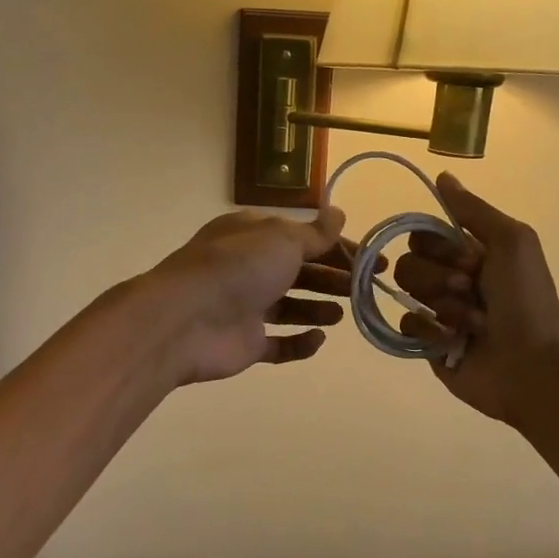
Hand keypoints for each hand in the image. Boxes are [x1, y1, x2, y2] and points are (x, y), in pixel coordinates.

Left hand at [149, 205, 354, 384]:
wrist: (185, 320)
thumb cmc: (238, 268)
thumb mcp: (282, 239)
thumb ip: (315, 233)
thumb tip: (339, 212)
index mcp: (254, 235)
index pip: (304, 237)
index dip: (339, 247)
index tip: (373, 260)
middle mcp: (248, 267)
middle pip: (299, 270)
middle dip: (333, 277)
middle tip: (365, 287)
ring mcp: (245, 307)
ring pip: (290, 306)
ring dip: (318, 307)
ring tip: (343, 313)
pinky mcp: (244, 342)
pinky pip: (278, 344)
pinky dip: (299, 342)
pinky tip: (318, 339)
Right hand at [391, 172, 558, 424]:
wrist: (532, 367)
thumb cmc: (527, 302)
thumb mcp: (512, 242)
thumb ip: (473, 210)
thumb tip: (442, 176)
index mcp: (471, 252)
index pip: (425, 233)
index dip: (441, 246)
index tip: (470, 260)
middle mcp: (451, 277)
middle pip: (410, 260)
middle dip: (441, 277)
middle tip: (472, 291)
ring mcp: (438, 311)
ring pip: (407, 291)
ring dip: (443, 305)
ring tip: (472, 323)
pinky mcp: (427, 343)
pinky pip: (405, 324)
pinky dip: (429, 331)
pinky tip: (453, 342)